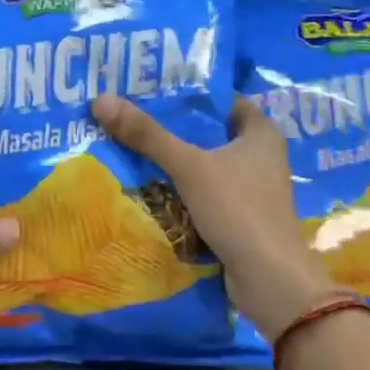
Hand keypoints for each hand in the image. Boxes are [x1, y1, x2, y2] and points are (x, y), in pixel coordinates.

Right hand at [91, 94, 332, 339]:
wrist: (268, 278)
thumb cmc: (237, 210)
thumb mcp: (189, 167)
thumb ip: (147, 135)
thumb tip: (101, 100)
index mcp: (262, 132)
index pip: (223, 101)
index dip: (190, 94)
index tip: (151, 91)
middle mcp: (262, 156)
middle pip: (210, 134)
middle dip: (174, 130)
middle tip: (131, 119)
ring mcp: (253, 189)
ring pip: (207, 166)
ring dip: (176, 163)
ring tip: (131, 149)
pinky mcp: (242, 217)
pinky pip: (207, 194)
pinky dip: (183, 191)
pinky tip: (150, 188)